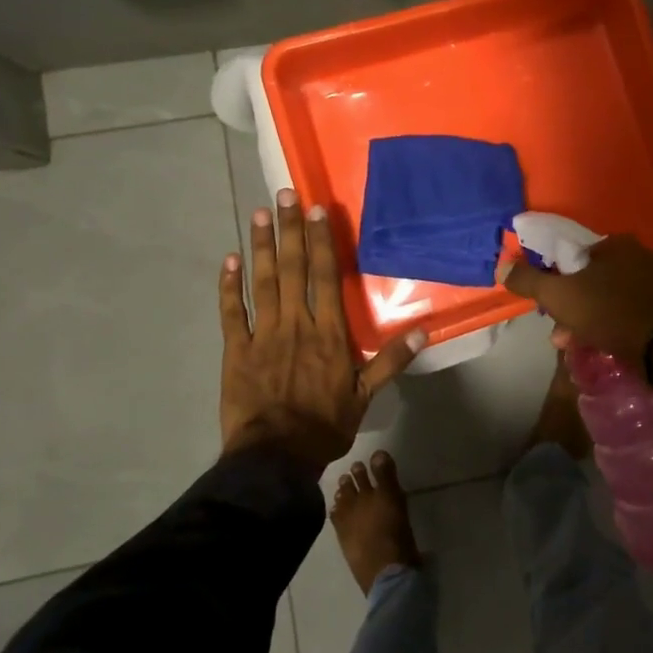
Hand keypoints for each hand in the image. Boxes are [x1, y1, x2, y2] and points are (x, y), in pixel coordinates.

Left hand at [220, 188, 425, 471]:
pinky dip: (229, 286)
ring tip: (259, 214)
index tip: (317, 210)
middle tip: (284, 194)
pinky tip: (229, 260)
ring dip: (261, 246)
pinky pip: (231, 312)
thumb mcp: (366, 395)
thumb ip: (391, 360)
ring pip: (262, 282)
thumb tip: (423, 331)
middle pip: (292, 269)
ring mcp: (262, 335)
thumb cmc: (324, 425)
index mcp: (328, 333)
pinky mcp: (236, 350)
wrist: (274, 458)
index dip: (321, 241)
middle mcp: (295, 324)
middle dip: (289, 230)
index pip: (325, 277)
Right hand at [496, 234, 652, 375]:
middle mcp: (645, 255)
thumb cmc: (610, 313)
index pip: (579, 259)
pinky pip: (641, 313)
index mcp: (618, 244)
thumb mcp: (560, 296)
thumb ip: (529, 280)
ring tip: (585, 346)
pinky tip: (616, 346)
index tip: (552, 308)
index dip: (561, 283)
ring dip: (597, 320)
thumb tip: (502, 267)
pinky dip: (625, 326)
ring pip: (619, 299)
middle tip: (564, 334)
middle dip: (577, 308)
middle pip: (599, 281)